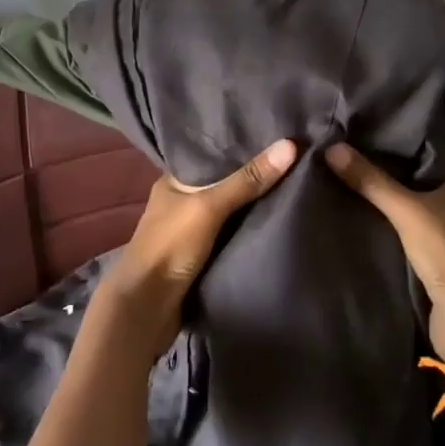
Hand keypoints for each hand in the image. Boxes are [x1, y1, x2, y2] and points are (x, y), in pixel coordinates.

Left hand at [97, 138, 298, 356]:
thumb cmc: (170, 247)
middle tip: (295, 162)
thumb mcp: (209, 207)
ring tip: (297, 187)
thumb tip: (290, 145)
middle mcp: (181, 202)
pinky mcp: (202, 258)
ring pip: (230, 213)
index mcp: (174, 182)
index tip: (278, 137)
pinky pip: (233, 237)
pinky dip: (250, 231)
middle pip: (224, 184)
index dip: (241, 147)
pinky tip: (279, 222)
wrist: (147, 308)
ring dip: (255, 207)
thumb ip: (247, 180)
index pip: (212, 155)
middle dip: (254, 178)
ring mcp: (191, 232)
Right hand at [326, 143, 444, 366]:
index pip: (411, 160)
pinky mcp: (421, 266)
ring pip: (394, 215)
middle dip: (369, 178)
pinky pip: (390, 240)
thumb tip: (331, 146)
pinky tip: (342, 224)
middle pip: (401, 187)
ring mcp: (434, 239)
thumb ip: (370, 181)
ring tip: (325, 188)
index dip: (382, 150)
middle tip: (327, 162)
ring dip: (368, 208)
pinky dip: (371, 233)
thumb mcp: (406, 209)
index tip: (345, 139)